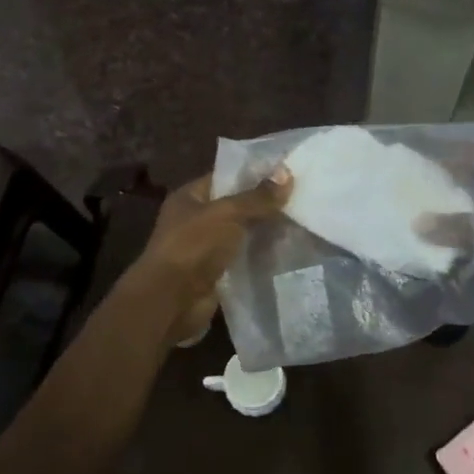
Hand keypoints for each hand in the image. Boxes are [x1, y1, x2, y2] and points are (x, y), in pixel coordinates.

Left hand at [129, 170, 291, 343]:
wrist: (170, 303)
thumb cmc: (193, 247)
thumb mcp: (227, 214)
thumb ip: (258, 197)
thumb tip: (287, 172)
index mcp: (190, 197)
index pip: (226, 177)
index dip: (255, 173)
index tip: (288, 170)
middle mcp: (196, 220)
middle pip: (237, 206)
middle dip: (265, 203)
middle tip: (302, 195)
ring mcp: (206, 248)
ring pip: (243, 233)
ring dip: (266, 231)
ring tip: (302, 219)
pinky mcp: (217, 273)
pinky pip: (244, 258)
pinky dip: (262, 255)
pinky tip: (289, 248)